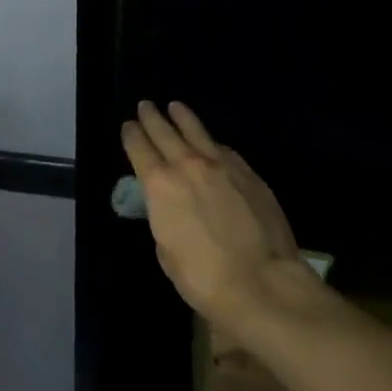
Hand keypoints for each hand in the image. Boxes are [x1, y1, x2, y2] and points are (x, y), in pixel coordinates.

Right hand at [121, 101, 327, 340]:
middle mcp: (186, 165)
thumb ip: (164, 218)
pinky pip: (223, 148)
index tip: (128, 125)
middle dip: (152, 117)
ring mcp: (220, 165)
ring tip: (175, 106)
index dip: (131, 134)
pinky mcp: (247, 172)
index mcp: (159, 185)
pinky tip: (211, 142)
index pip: (138, 148)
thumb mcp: (167, 252)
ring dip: (182, 117)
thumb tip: (169, 207)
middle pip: (164, 131)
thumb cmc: (205, 279)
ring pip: (196, 130)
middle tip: (145, 105)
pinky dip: (211, 141)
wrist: (263, 284)